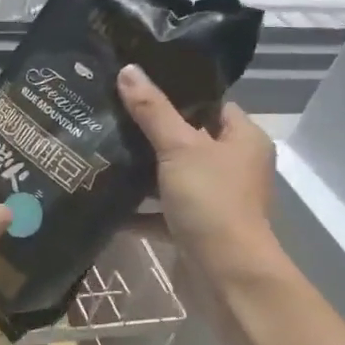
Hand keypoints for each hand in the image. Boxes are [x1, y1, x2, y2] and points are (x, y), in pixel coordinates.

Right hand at [117, 64, 283, 278]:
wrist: (224, 274)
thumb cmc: (211, 201)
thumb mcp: (179, 148)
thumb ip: (152, 110)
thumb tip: (129, 70)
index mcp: (243, 140)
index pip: (211, 105)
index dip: (178, 94)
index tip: (137, 87)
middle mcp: (233, 167)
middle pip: (188, 140)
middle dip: (150, 133)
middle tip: (110, 115)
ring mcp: (214, 200)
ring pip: (172, 177)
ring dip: (142, 172)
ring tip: (101, 150)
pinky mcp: (194, 228)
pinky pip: (161, 212)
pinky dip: (138, 210)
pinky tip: (105, 199)